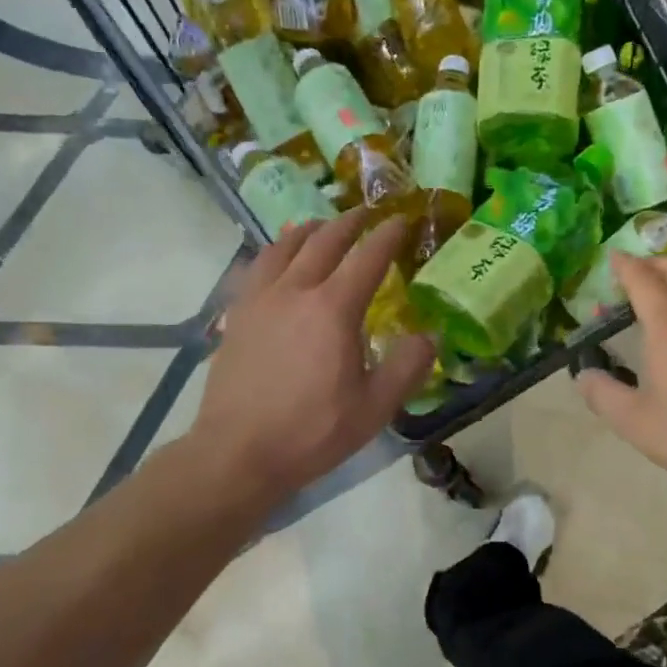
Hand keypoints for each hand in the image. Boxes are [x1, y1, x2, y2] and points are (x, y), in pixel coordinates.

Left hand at [189, 210, 434, 505]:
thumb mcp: (374, 408)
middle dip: (349, 222)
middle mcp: (295, 291)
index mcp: (333, 309)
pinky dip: (274, 253)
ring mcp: (260, 300)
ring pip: (284, 247)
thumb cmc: (312, 432)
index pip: (367, 257)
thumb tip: (430, 334)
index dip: (387, 235)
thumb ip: (407, 366)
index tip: (401, 220)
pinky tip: (276, 261)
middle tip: (365, 213)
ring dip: (308, 230)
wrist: (238, 452)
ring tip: (320, 227)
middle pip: (324, 241)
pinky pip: (256, 268)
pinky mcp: (236, 315)